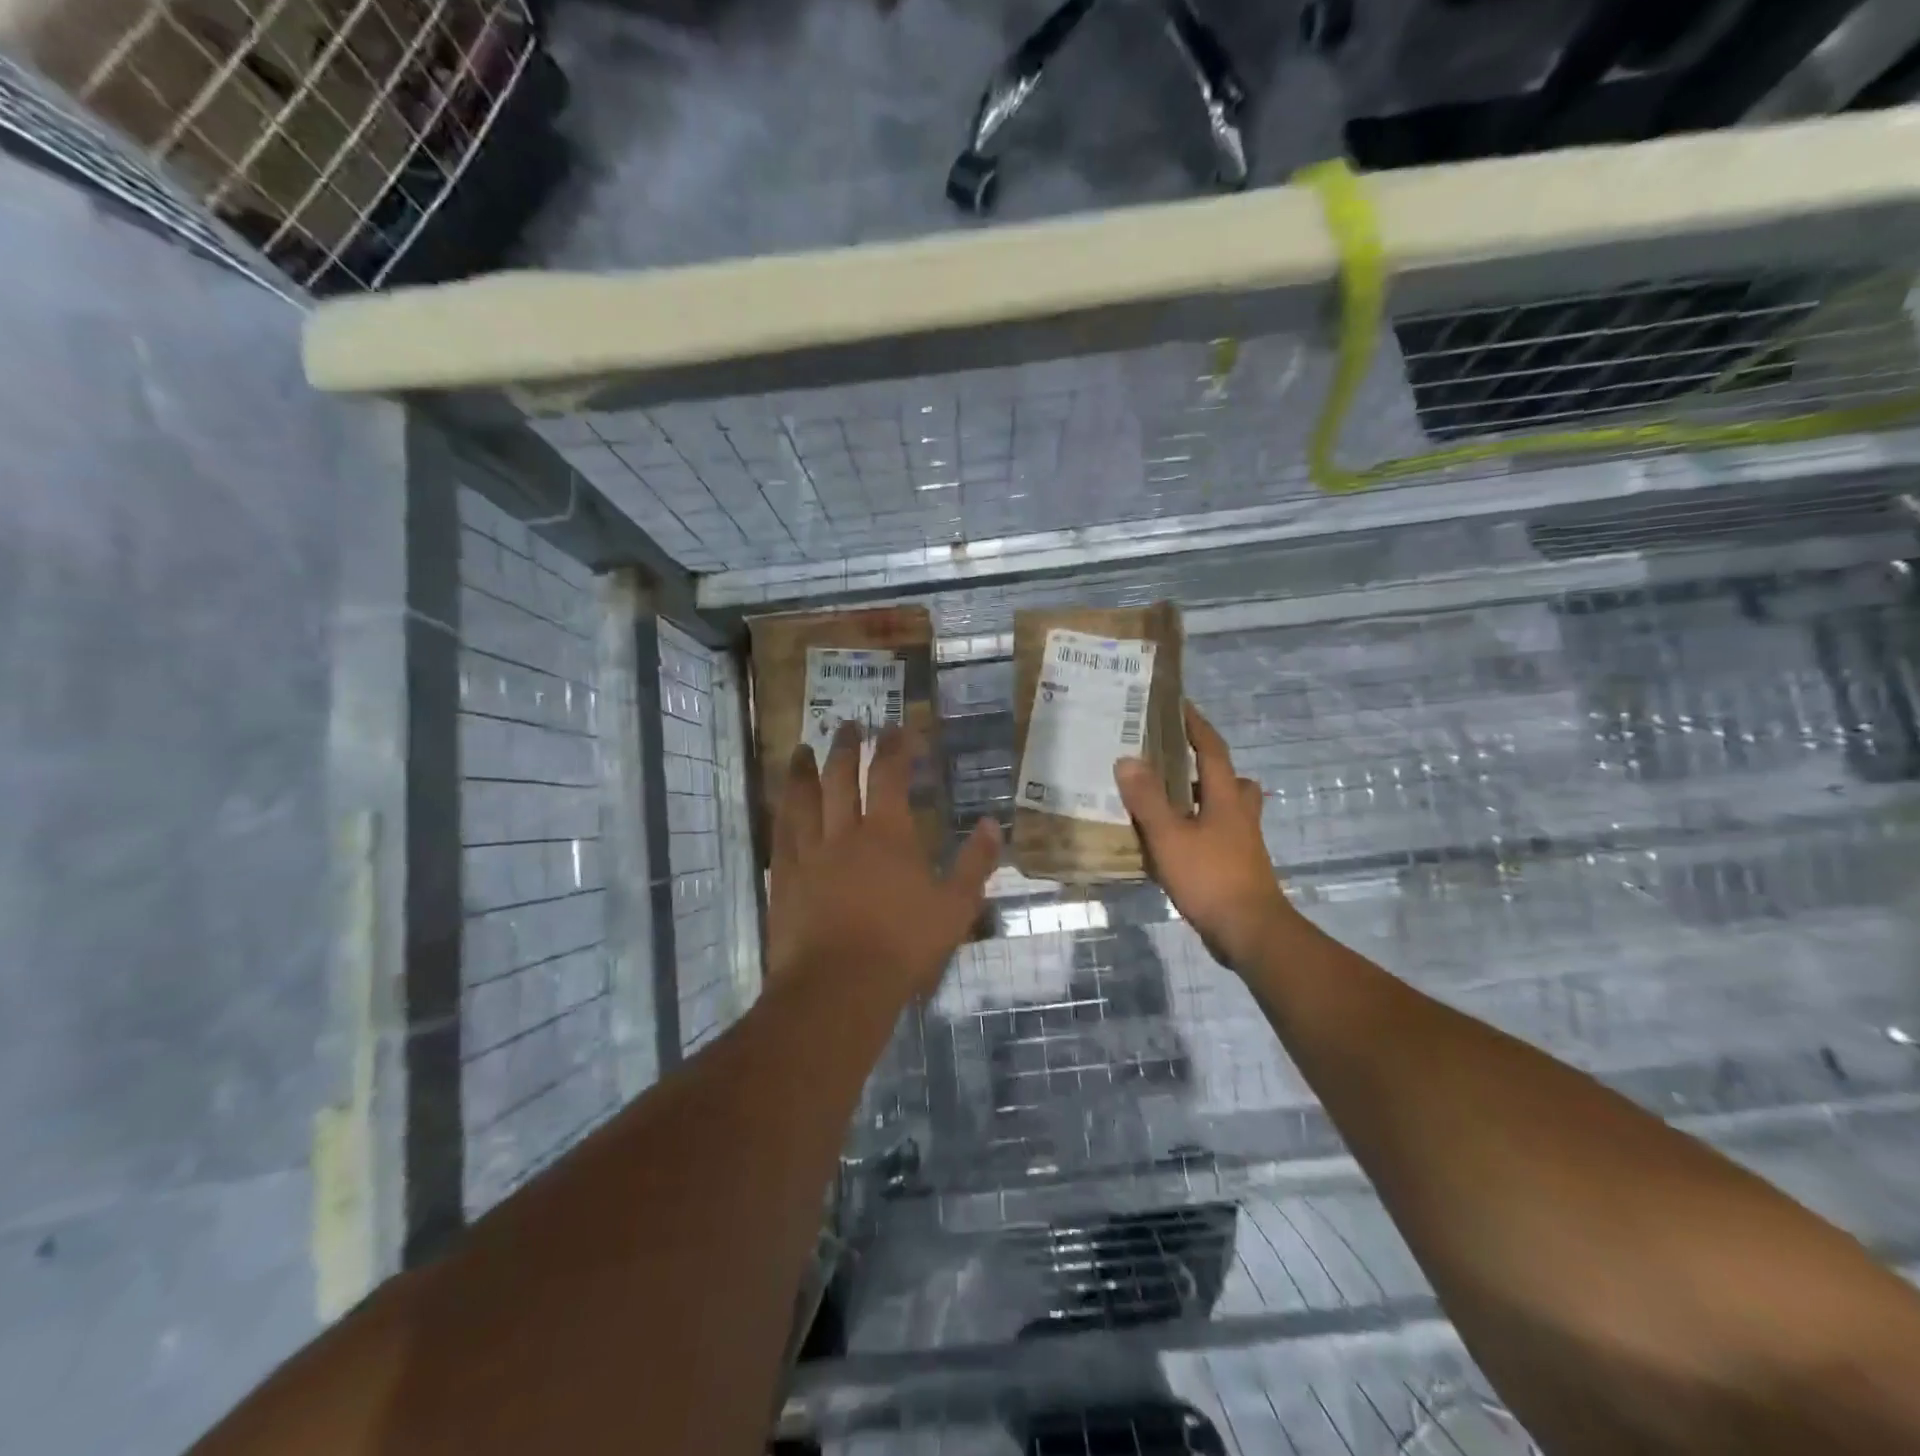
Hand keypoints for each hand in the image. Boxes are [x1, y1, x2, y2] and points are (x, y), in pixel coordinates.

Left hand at [768, 719, 1000, 999]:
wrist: (838, 988)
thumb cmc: (903, 946)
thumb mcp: (955, 908)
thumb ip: (975, 863)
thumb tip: (991, 823)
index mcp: (887, 834)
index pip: (890, 775)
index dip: (895, 747)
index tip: (899, 728)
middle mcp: (844, 832)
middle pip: (840, 777)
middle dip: (846, 747)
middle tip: (849, 725)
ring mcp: (809, 854)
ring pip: (802, 799)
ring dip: (803, 770)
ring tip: (801, 749)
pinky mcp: (785, 879)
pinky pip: (781, 834)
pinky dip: (782, 812)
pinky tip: (781, 804)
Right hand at [1114, 701, 1299, 971]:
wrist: (1251, 932)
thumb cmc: (1211, 877)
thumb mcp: (1169, 836)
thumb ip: (1147, 799)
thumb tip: (1127, 759)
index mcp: (1226, 798)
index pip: (1212, 749)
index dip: (1196, 726)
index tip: (1180, 705)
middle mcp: (1239, 814)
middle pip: (1229, 778)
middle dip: (1205, 765)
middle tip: (1174, 761)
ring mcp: (1242, 843)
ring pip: (1225, 808)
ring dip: (1202, 799)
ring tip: (1166, 801)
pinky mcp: (1237, 867)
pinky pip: (1217, 835)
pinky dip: (1197, 829)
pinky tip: (1171, 843)